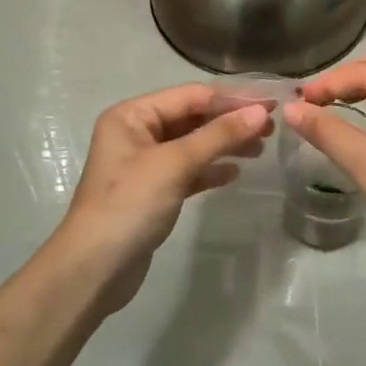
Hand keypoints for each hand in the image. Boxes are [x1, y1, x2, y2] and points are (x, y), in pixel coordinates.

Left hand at [47, 84, 268, 309]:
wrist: (94, 269)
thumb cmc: (130, 205)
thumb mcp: (174, 164)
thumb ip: (218, 136)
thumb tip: (260, 112)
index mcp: (132, 115)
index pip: (190, 96)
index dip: (232, 99)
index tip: (271, 104)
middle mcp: (136, 132)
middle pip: (192, 117)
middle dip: (230, 121)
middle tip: (271, 128)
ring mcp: (143, 163)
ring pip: (192, 144)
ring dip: (224, 144)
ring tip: (261, 149)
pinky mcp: (152, 192)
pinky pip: (187, 170)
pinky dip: (210, 169)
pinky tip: (235, 173)